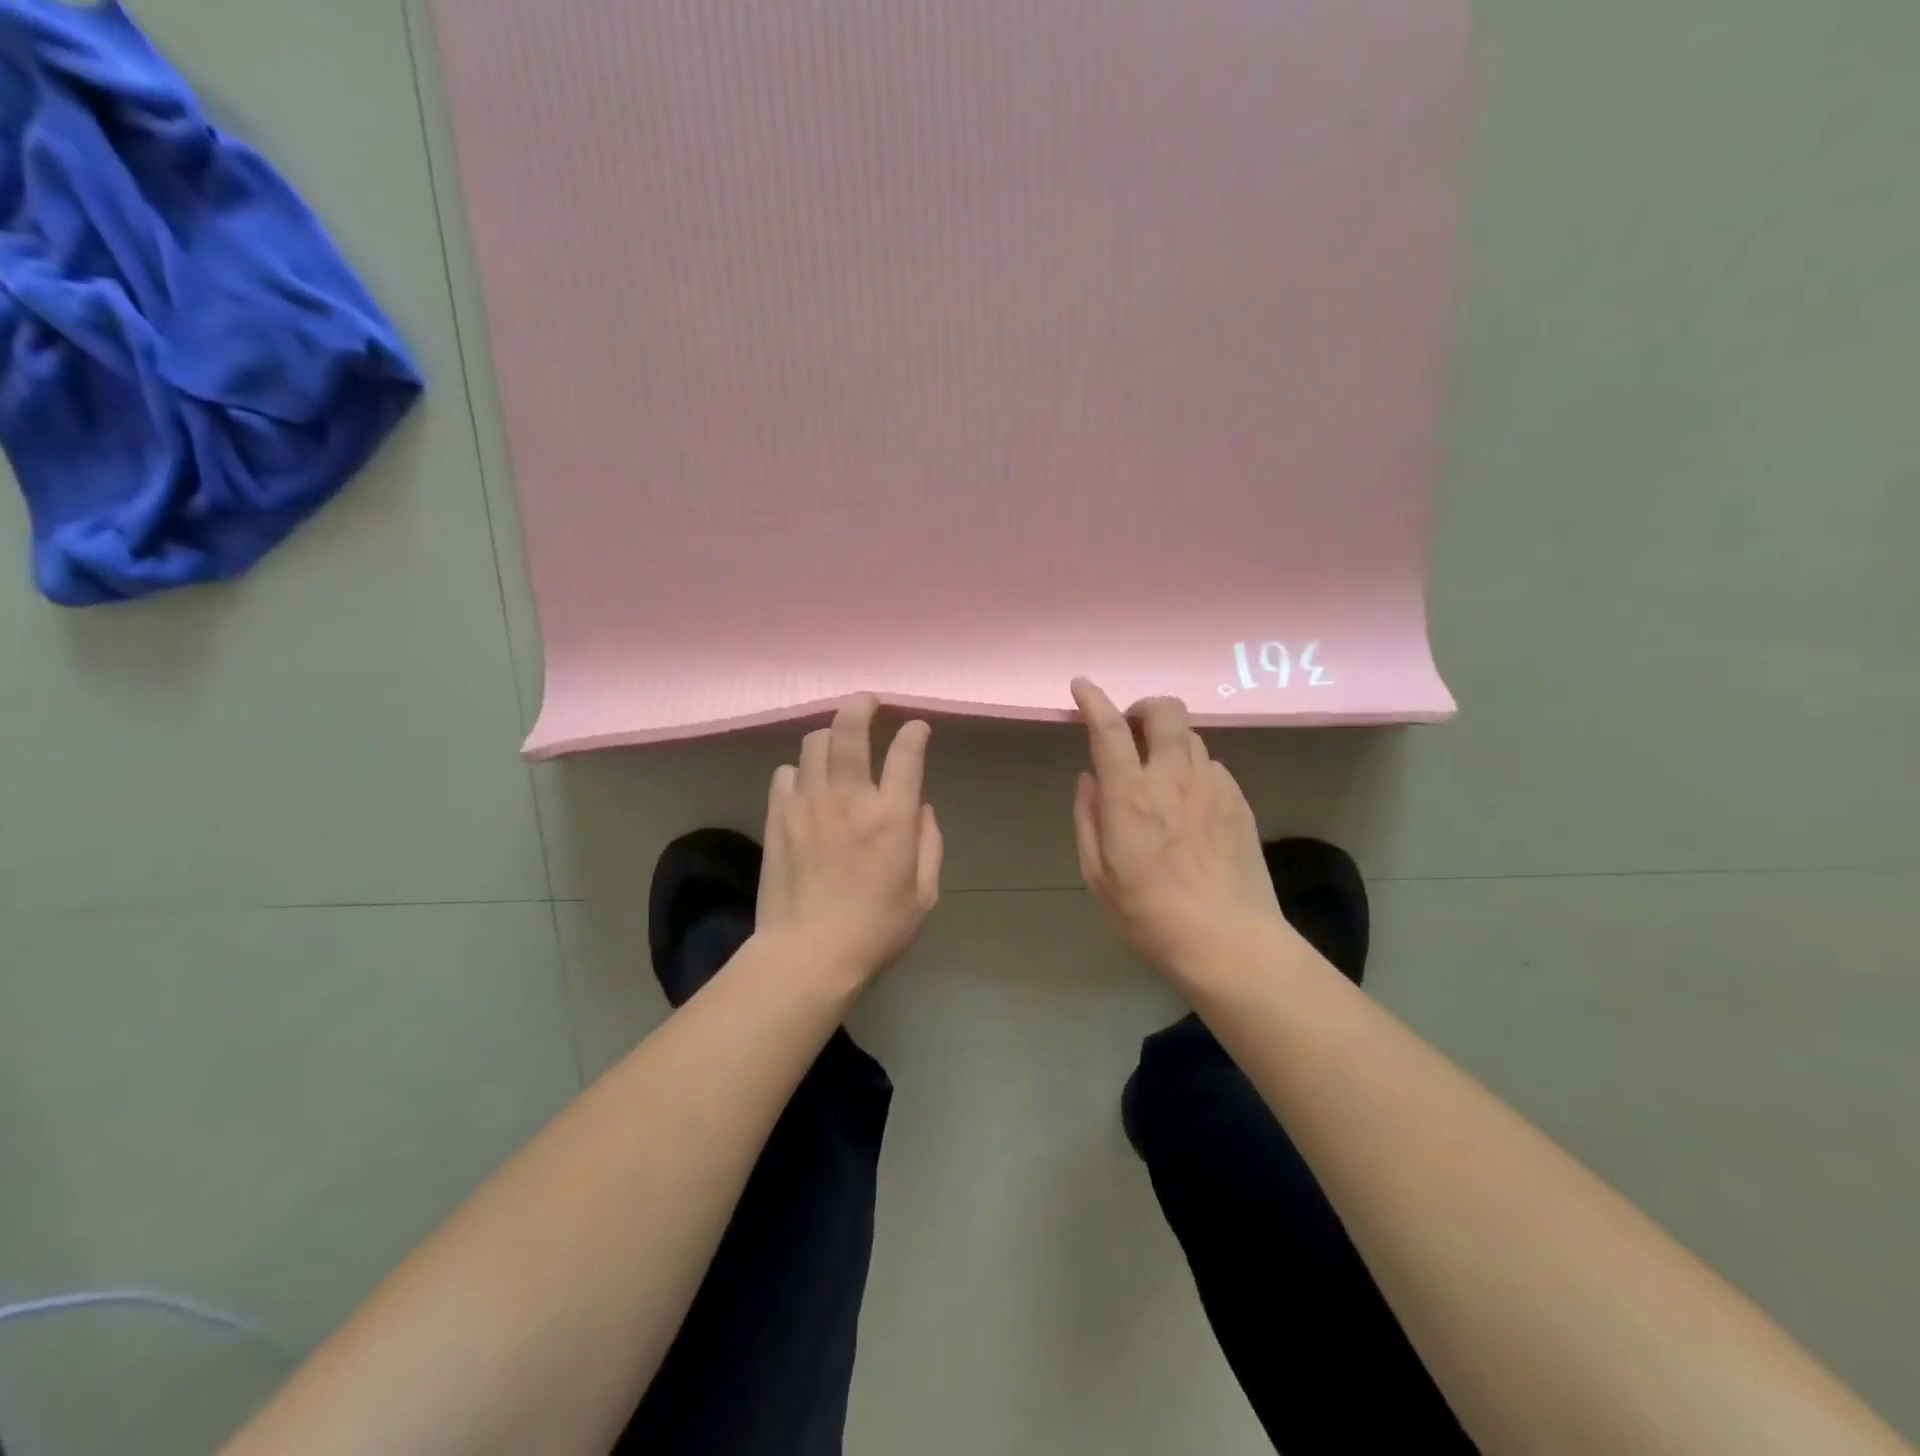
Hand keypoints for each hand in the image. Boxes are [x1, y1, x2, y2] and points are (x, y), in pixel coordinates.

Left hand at [756, 694, 942, 985]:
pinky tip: (806, 784)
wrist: (807, 954)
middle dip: (862, 705)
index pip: (906, 753)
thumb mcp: (924, 895)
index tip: (916, 728)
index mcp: (891, 816)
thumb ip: (929, 845)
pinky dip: (799, 771)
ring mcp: (808, 804)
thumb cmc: (875, 930)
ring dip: (829, 736)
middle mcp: (849, 798)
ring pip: (814, 744)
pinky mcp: (778, 817)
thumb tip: (921, 810)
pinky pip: (785, 773)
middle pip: (850, 729)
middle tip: (868, 701)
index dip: (914, 732)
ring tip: (836, 744)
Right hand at [1070, 678, 1288, 975]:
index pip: (1110, 730)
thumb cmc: (1150, 916)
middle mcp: (1173, 779)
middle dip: (1143, 707)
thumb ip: (1088, 818)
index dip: (1093, 701)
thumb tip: (1089, 778)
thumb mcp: (1098, 876)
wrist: (1229, 942)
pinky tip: (1189, 803)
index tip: (1082, 687)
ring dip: (1168, 741)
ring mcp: (1213, 786)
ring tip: (1159, 772)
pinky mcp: (1239, 801)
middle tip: (1131, 729)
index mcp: (1130, 796)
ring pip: (1191, 736)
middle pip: (1166, 712)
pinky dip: (1192, 769)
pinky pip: (1211, 766)